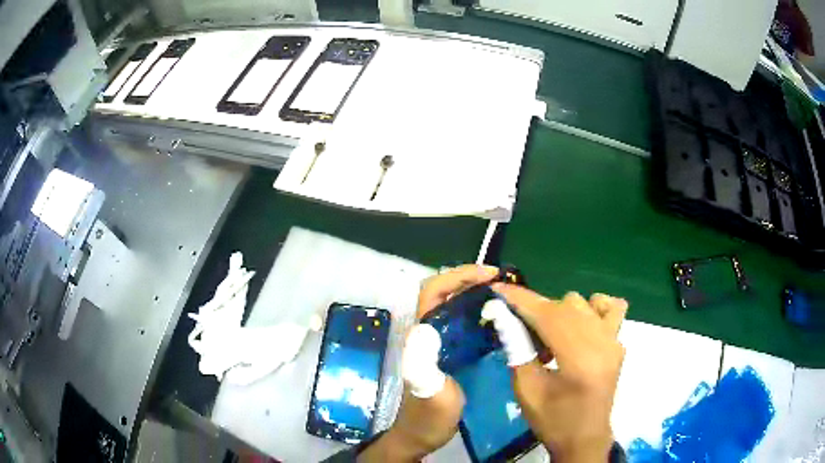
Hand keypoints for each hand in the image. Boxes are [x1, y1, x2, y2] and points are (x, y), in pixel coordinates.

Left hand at [359, 265, 498, 461]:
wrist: (423, 436)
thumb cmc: (426, 418)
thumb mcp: (429, 394)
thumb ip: (424, 369)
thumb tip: (426, 329)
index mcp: (421, 336)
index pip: (433, 291)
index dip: (457, 276)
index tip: (489, 275)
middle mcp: (429, 333)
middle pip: (446, 293)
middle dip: (471, 281)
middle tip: (504, 283)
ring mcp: (440, 342)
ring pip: (457, 307)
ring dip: (478, 295)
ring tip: (506, 296)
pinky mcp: (451, 353)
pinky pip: (467, 325)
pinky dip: (482, 315)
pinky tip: (502, 321)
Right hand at [491, 286, 627, 462]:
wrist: (584, 438)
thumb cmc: (553, 420)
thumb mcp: (526, 390)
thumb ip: (517, 350)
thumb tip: (504, 317)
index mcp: (579, 360)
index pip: (548, 315)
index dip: (520, 299)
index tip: (498, 289)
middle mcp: (602, 343)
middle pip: (564, 306)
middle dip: (535, 309)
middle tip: (517, 326)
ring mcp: (614, 341)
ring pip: (585, 303)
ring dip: (561, 311)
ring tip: (550, 336)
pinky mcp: (619, 344)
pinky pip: (611, 309)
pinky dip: (592, 309)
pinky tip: (580, 326)